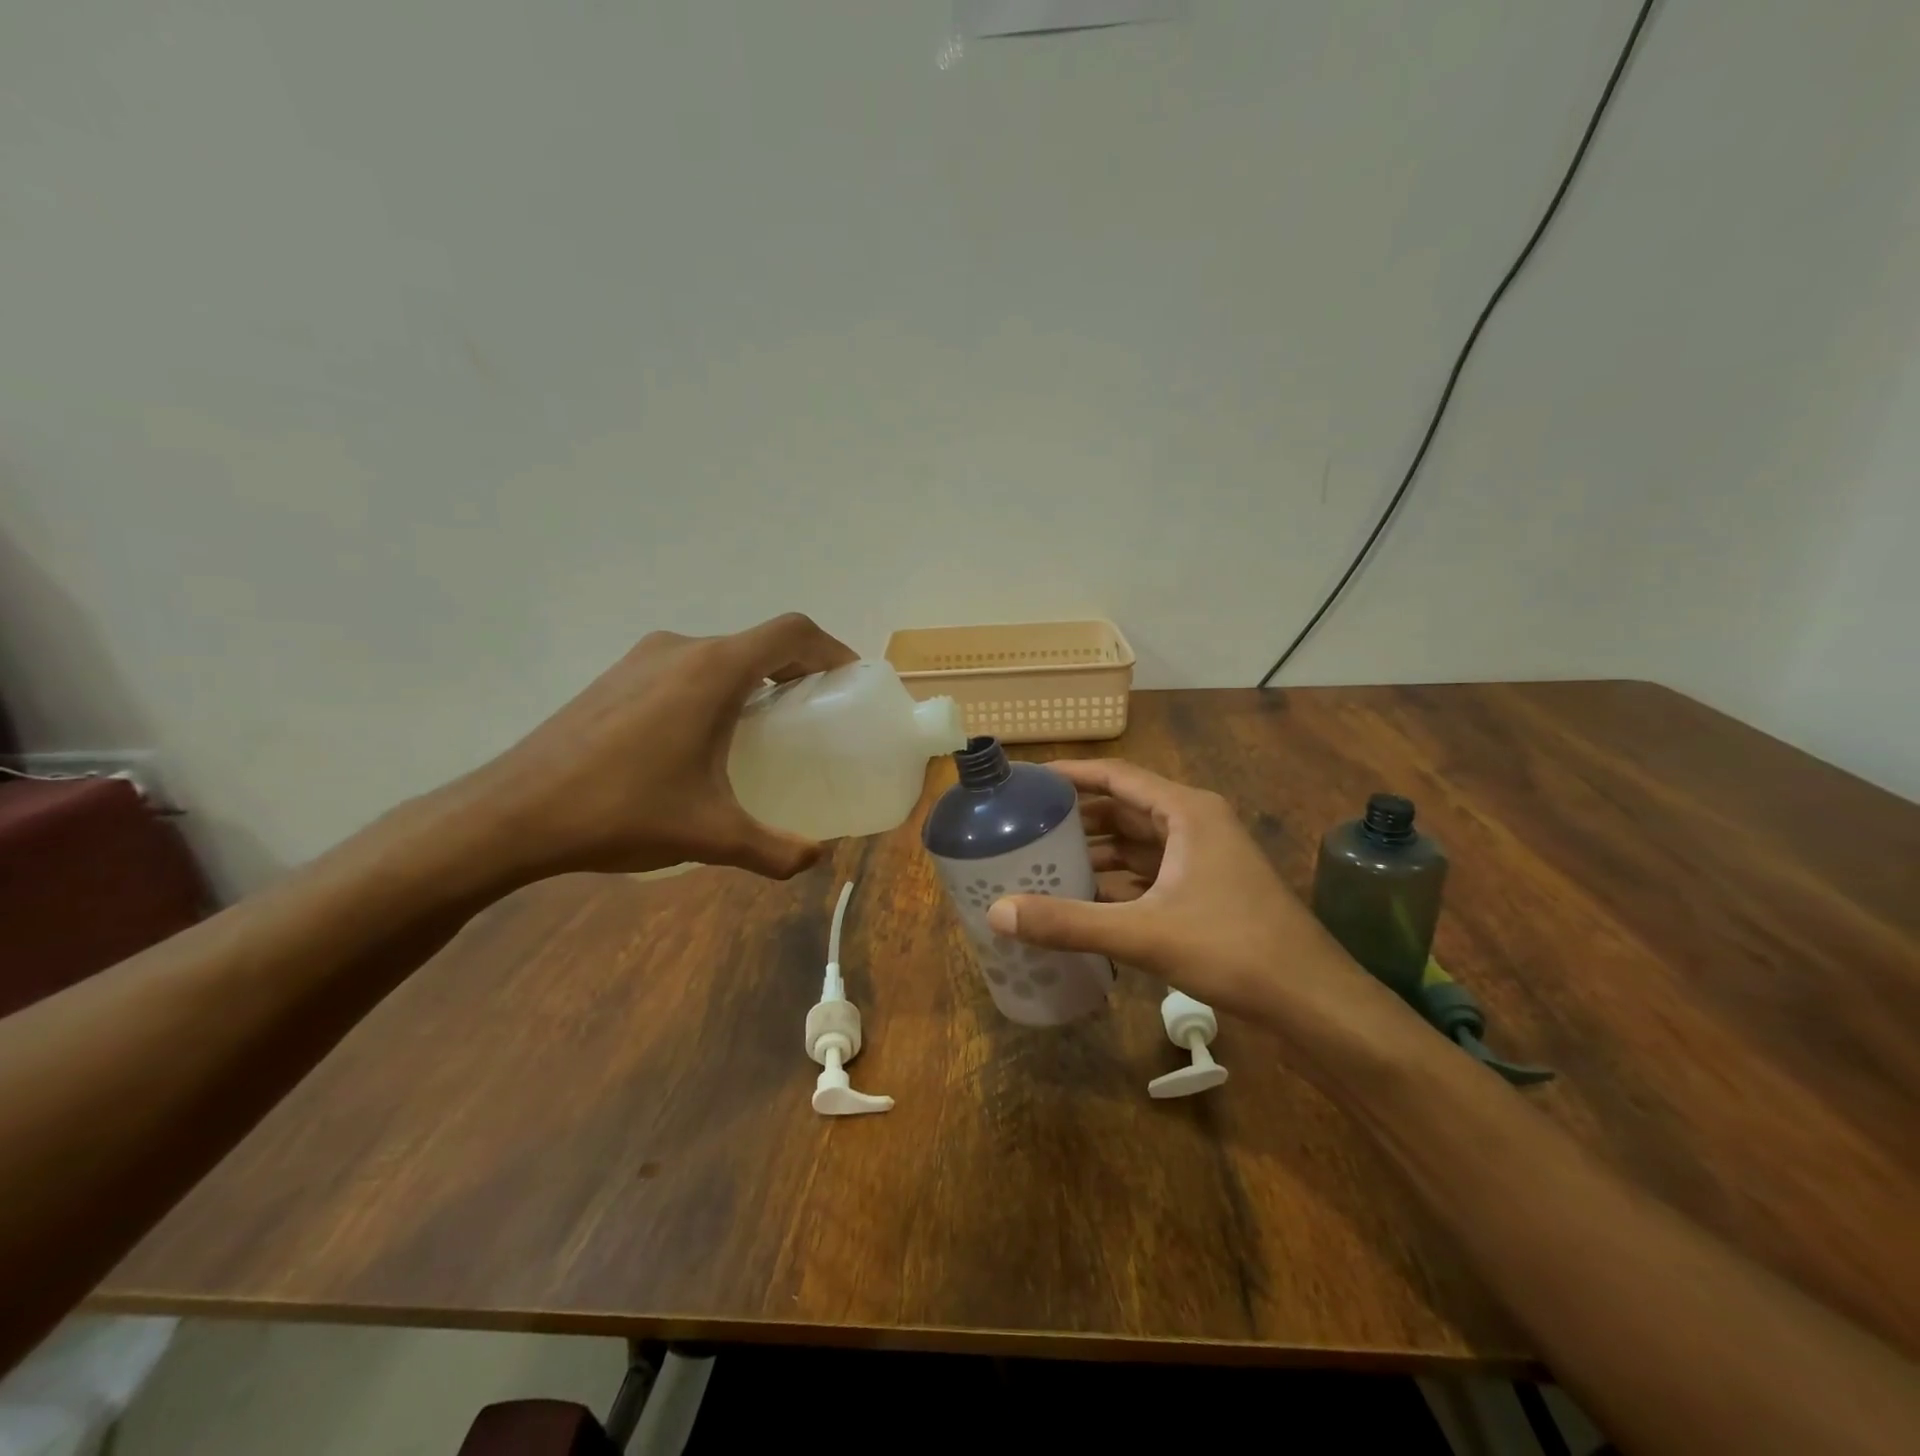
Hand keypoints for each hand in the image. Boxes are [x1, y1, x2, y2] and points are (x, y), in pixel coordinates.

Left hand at [463, 613, 856, 879]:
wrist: (512, 814)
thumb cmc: (621, 811)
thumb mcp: (711, 835)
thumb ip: (774, 850)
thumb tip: (815, 859)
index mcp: (713, 671)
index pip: (791, 633)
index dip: (830, 649)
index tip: (848, 682)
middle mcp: (680, 650)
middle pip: (758, 641)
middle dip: (796, 669)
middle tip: (815, 712)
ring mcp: (642, 659)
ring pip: (719, 654)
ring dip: (754, 677)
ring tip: (766, 726)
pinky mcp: (616, 677)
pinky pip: (686, 668)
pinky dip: (716, 686)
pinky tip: (705, 737)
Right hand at [984, 759, 1363, 1019]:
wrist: (1312, 1000)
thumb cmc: (1232, 949)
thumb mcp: (1143, 933)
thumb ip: (1069, 922)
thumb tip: (996, 912)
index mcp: (1186, 812)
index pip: (1117, 776)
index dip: (1071, 773)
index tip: (1029, 778)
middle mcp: (1195, 824)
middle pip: (1124, 808)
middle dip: (1078, 817)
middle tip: (1026, 825)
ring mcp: (1204, 858)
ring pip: (1138, 843)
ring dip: (1097, 851)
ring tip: (1045, 861)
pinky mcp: (1208, 890)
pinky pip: (1151, 872)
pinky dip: (1118, 881)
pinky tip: (1085, 898)